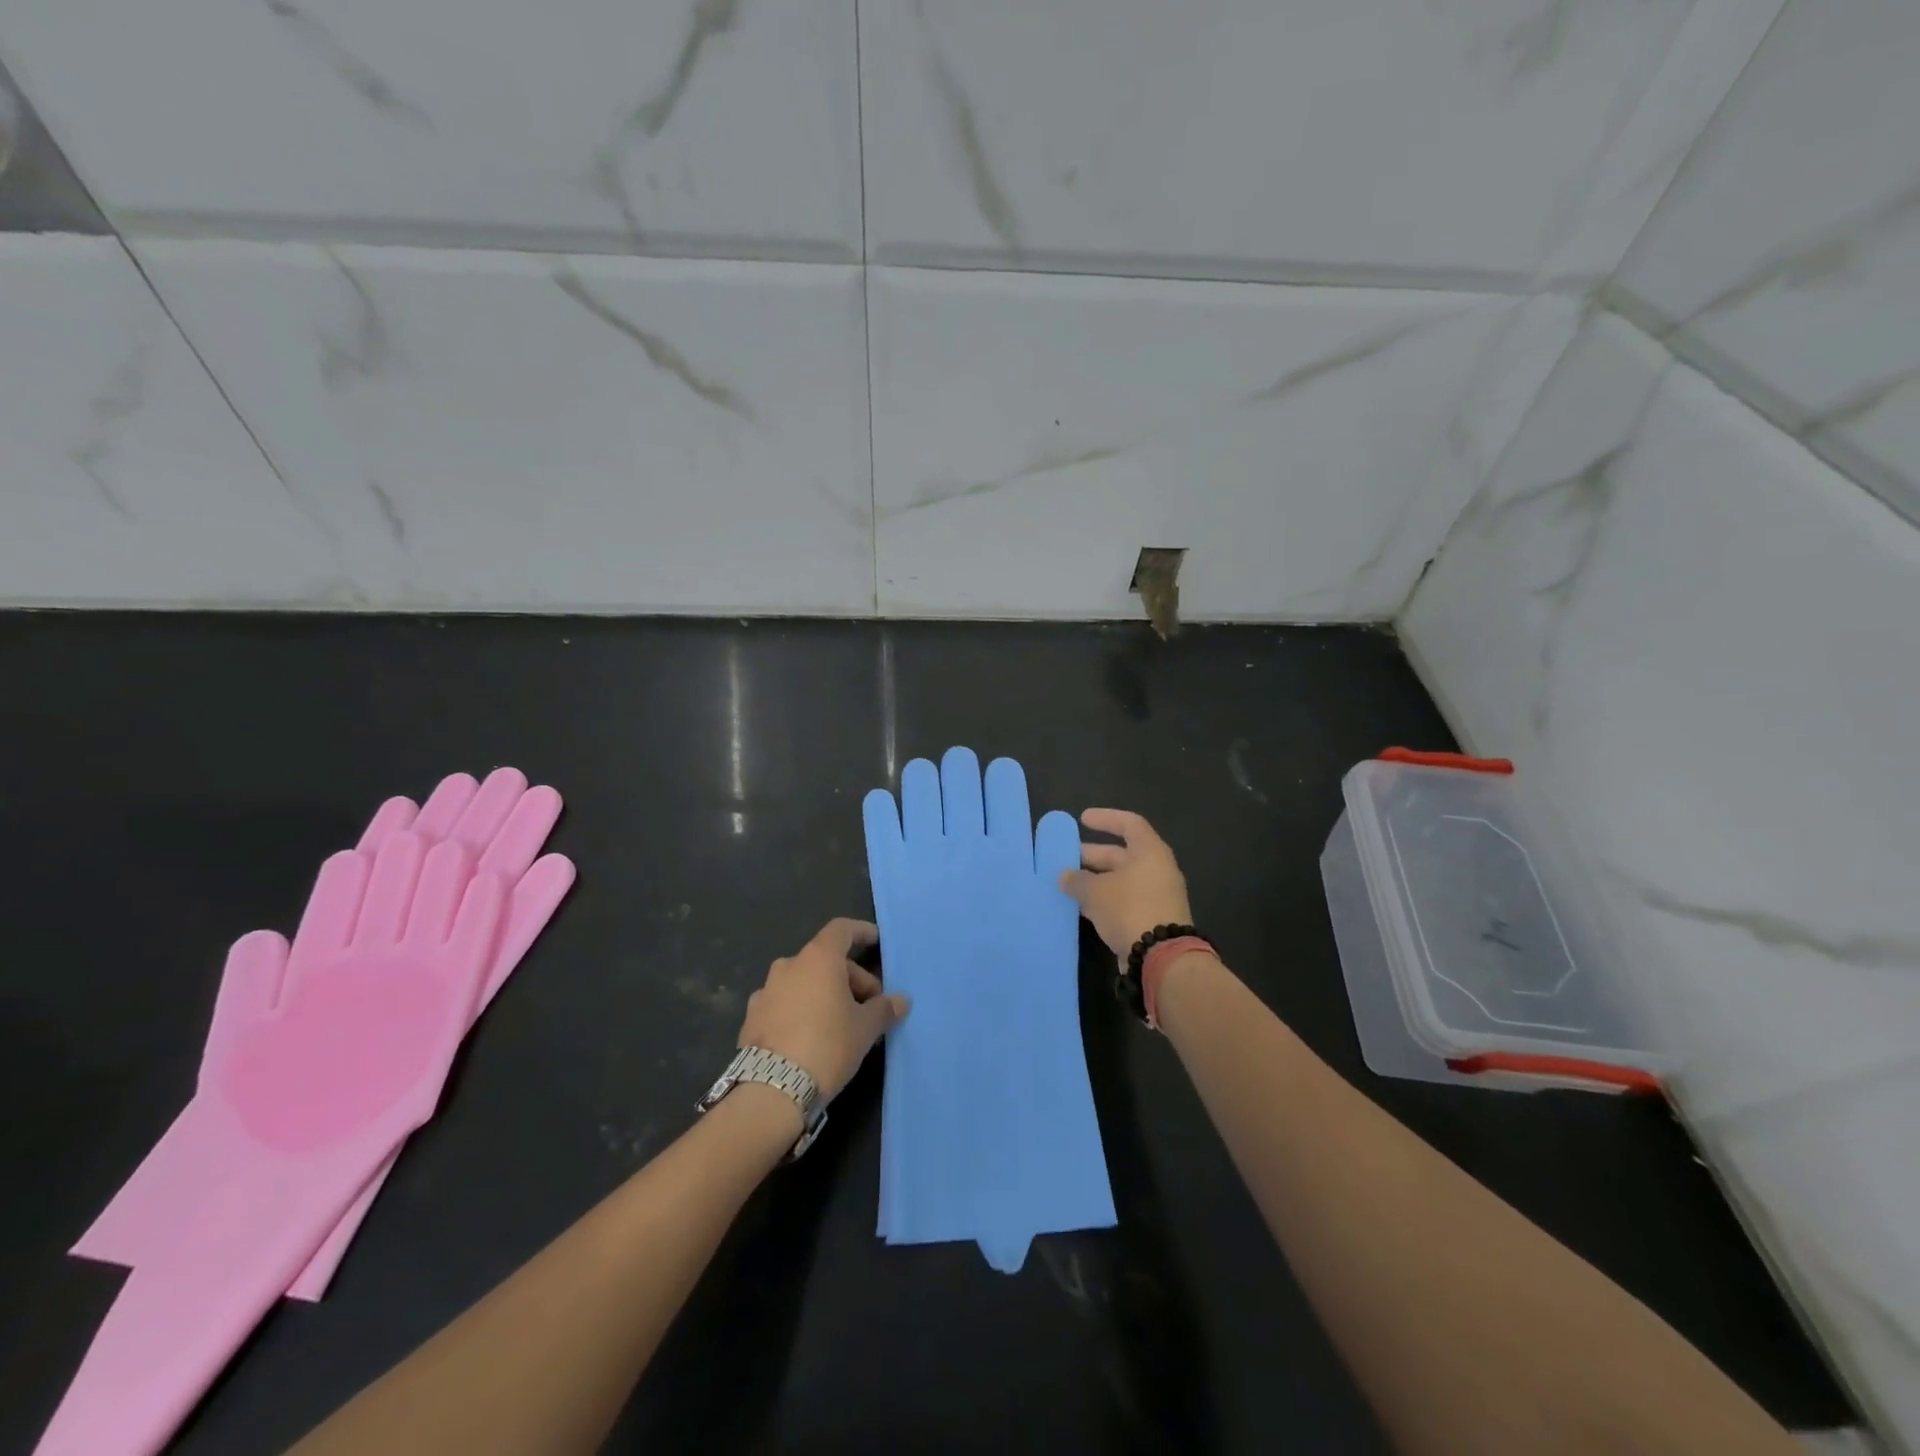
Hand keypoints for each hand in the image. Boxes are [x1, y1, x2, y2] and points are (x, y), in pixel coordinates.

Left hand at [738, 918, 909, 1099]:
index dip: (861, 932)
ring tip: (840, 1022)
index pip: (841, 930)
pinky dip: (800, 1009)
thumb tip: (901, 1001)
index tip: (875, 941)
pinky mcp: (752, 1017)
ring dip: (823, 993)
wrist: (772, 1089)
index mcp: (818, 959)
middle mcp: (789, 966)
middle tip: (868, 1005)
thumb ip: (884, 1009)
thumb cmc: (827, 1045)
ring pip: (803, 981)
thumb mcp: (865, 1028)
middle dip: (850, 978)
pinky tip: (811, 1036)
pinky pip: (784, 1003)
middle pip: (825, 959)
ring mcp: (765, 991)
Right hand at [1059, 809, 1194, 957]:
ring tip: (1068, 884)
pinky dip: (1103, 900)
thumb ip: (1077, 880)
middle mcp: (1156, 870)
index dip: (1105, 818)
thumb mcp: (1096, 891)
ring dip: (1095, 880)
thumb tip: (1065, 876)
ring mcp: (1156, 895)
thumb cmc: (1129, 908)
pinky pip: (1123, 901)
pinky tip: (1082, 907)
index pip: (1129, 824)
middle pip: (1122, 854)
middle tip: (1066, 858)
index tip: (1082, 819)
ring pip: (1121, 880)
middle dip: (1092, 855)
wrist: (1161, 957)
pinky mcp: (1151, 919)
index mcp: (1149, 852)